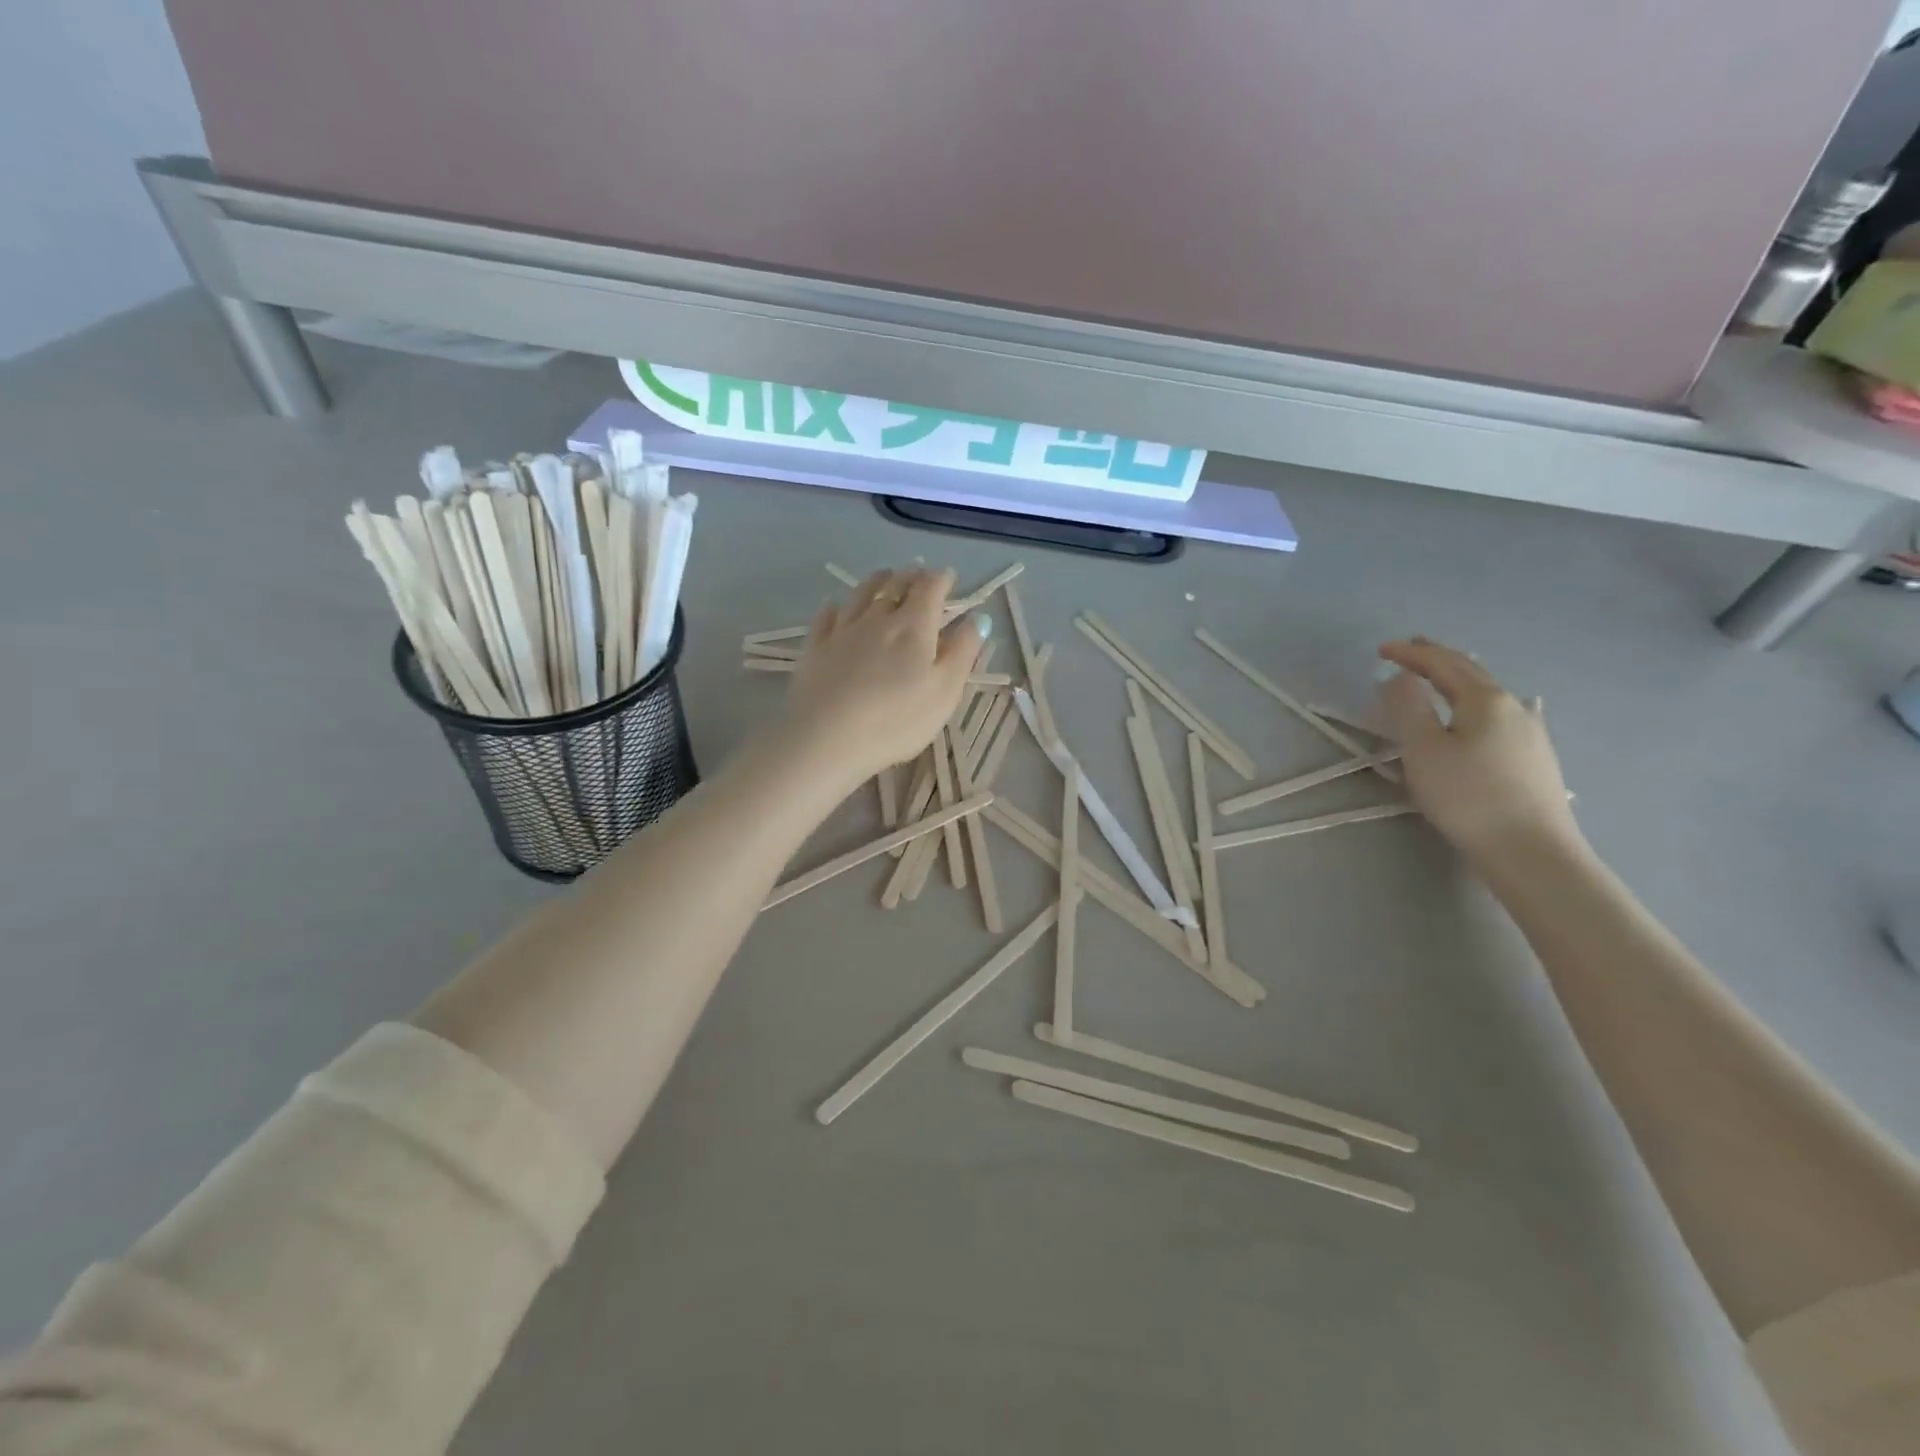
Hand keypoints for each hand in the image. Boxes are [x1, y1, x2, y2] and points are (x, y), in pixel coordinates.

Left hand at [780, 568, 979, 788]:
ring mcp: (842, 630)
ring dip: (876, 581)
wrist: (826, 738)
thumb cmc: (896, 720)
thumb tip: (979, 618)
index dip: (942, 579)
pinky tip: (836, 607)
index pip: (930, 589)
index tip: (949, 577)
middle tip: (918, 573)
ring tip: (884, 576)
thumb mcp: (945, 691)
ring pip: (861, 595)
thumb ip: (963, 652)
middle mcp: (877, 618)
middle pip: (895, 586)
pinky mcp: (815, 648)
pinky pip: (826, 617)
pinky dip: (836, 607)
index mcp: (914, 626)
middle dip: (910, 576)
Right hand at [1376, 637, 1580, 863]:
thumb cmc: (1468, 796)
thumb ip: (1408, 708)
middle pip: (1471, 671)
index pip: (1442, 663)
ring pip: (1487, 692)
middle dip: (1438, 657)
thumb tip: (1400, 677)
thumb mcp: (1423, 750)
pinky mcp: (1534, 757)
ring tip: (1438, 677)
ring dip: (1458, 678)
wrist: (1532, 851)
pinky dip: (1475, 702)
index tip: (1381, 649)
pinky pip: (1499, 714)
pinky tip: (1483, 712)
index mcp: (1484, 699)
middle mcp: (1513, 707)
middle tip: (1411, 649)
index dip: (1410, 653)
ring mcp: (1530, 732)